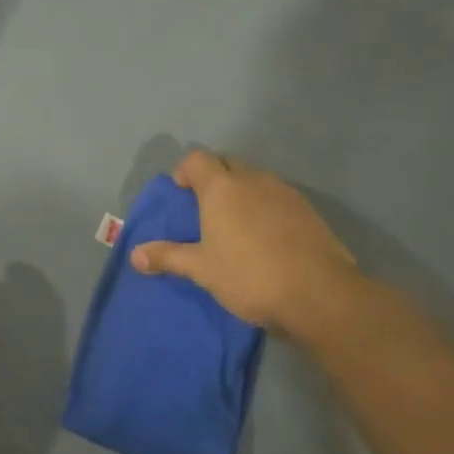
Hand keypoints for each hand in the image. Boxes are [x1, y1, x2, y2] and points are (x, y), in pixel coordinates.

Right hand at [131, 149, 358, 338]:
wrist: (319, 293)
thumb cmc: (250, 276)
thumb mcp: (202, 269)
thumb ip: (168, 257)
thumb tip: (134, 255)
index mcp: (222, 187)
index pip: (196, 159)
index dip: (185, 172)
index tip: (181, 195)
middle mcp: (253, 179)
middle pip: (226, 164)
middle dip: (212, 179)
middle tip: (204, 211)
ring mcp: (284, 192)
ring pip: (254, 180)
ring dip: (241, 192)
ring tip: (235, 226)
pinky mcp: (307, 210)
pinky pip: (277, 197)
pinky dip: (265, 207)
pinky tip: (266, 238)